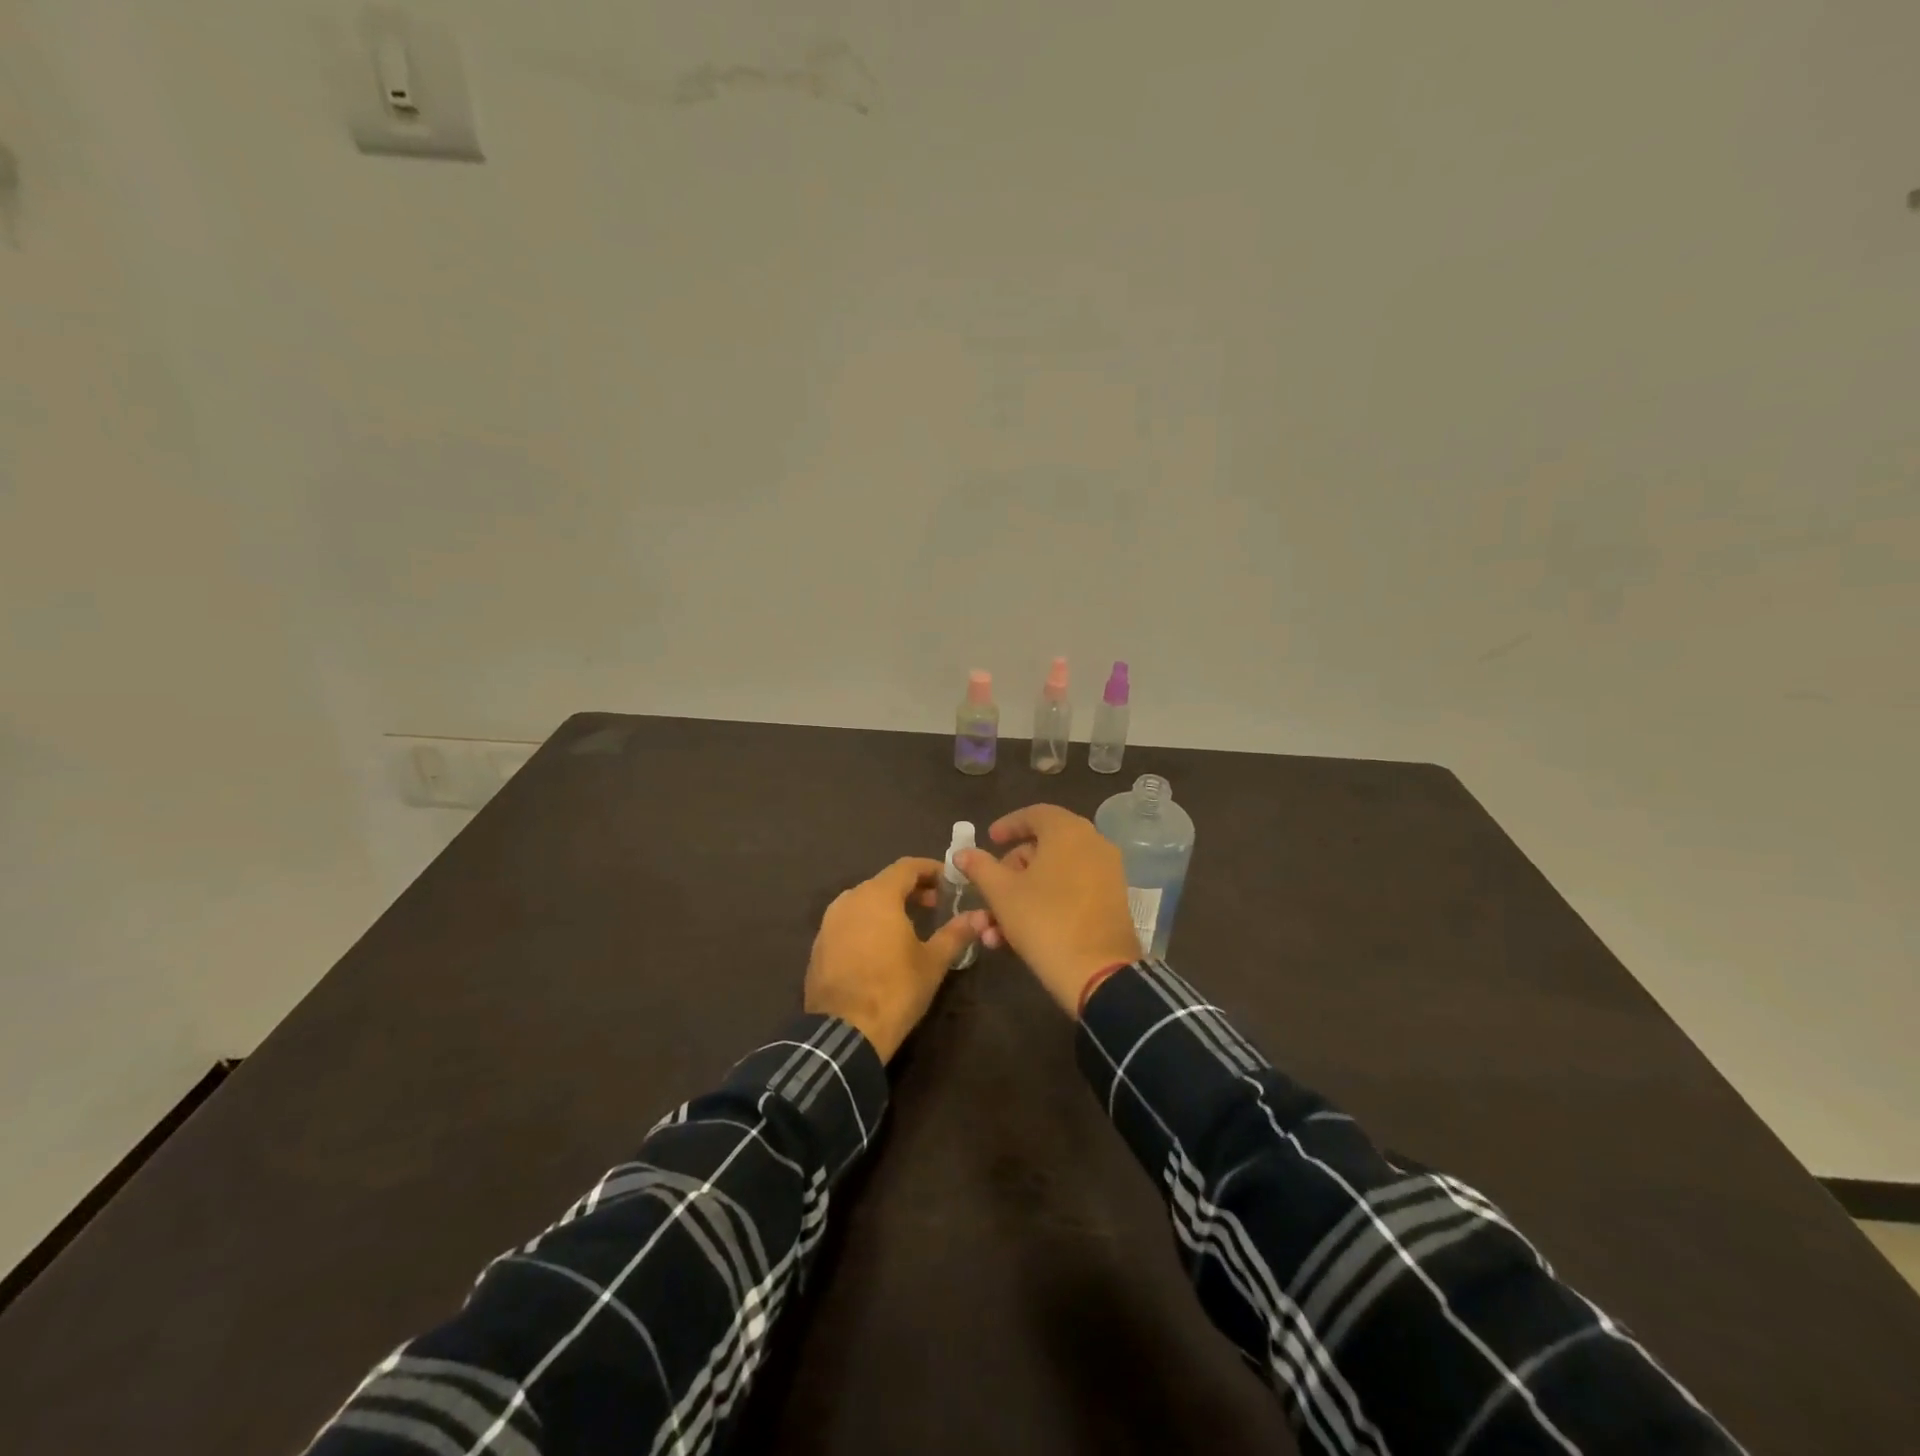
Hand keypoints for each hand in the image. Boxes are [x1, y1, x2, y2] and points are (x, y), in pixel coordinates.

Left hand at [804, 857, 979, 1062]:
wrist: (844, 1032)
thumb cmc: (895, 990)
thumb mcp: (933, 962)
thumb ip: (955, 933)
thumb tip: (979, 916)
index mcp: (878, 895)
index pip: (907, 867)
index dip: (930, 869)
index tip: (949, 880)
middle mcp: (850, 899)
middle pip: (884, 882)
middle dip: (911, 889)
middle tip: (934, 904)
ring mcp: (829, 922)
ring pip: (864, 902)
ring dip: (887, 906)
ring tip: (909, 926)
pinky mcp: (819, 945)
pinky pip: (848, 923)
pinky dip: (867, 924)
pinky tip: (880, 947)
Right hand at [957, 805, 1142, 1015]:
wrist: (1099, 973)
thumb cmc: (1044, 921)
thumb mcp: (1002, 893)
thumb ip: (980, 868)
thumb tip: (963, 853)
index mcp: (1068, 831)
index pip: (1035, 814)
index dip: (1008, 825)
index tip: (989, 840)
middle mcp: (1093, 844)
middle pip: (1044, 846)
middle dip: (1010, 870)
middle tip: (990, 888)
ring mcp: (1107, 873)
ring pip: (1055, 875)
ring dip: (1021, 896)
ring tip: (993, 928)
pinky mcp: (1112, 902)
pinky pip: (1072, 892)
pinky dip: (1045, 905)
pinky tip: (1016, 938)